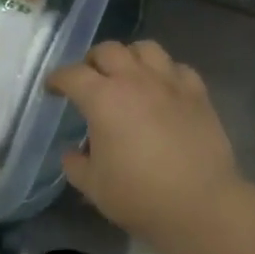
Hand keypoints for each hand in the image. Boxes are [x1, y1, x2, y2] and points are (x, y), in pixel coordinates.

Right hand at [47, 40, 250, 253]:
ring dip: (130, 57)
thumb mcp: (93, 186)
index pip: (72, 75)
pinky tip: (163, 90)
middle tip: (90, 80)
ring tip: (128, 76)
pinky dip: (165, 72)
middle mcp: (134, 80)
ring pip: (146, 48)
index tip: (53, 89)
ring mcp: (169, 83)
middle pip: (108, 50)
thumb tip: (73, 153)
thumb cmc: (139, 196)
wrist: (200, 205)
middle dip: (93, 61)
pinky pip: (177, 67)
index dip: (57, 79)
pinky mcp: (197, 93)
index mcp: (102, 99)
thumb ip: (76, 164)